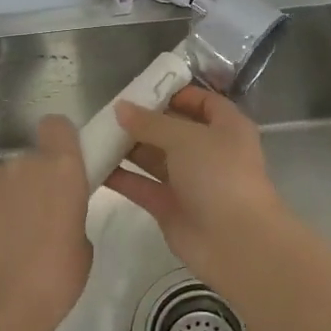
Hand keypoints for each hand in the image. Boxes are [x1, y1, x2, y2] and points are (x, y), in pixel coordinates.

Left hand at [0, 116, 91, 330]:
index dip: (57, 141)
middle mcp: (20, 164)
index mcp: (61, 170)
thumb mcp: (81, 247)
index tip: (59, 164)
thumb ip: (68, 216)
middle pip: (25, 161)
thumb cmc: (51, 283)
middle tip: (30, 221)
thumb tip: (52, 217)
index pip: (57, 126)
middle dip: (28, 183)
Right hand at [105, 86, 285, 279]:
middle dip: (144, 121)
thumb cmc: (219, 175)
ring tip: (96, 135)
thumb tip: (120, 108)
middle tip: (109, 112)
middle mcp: (209, 151)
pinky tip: (95, 166)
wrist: (235, 241)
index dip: (176, 93)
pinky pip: (143, 186)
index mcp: (227, 127)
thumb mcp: (186, 138)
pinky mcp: (171, 207)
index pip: (203, 102)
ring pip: (156, 158)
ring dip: (129, 148)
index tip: (143, 89)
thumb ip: (151, 123)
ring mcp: (190, 181)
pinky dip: (122, 177)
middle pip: (174, 129)